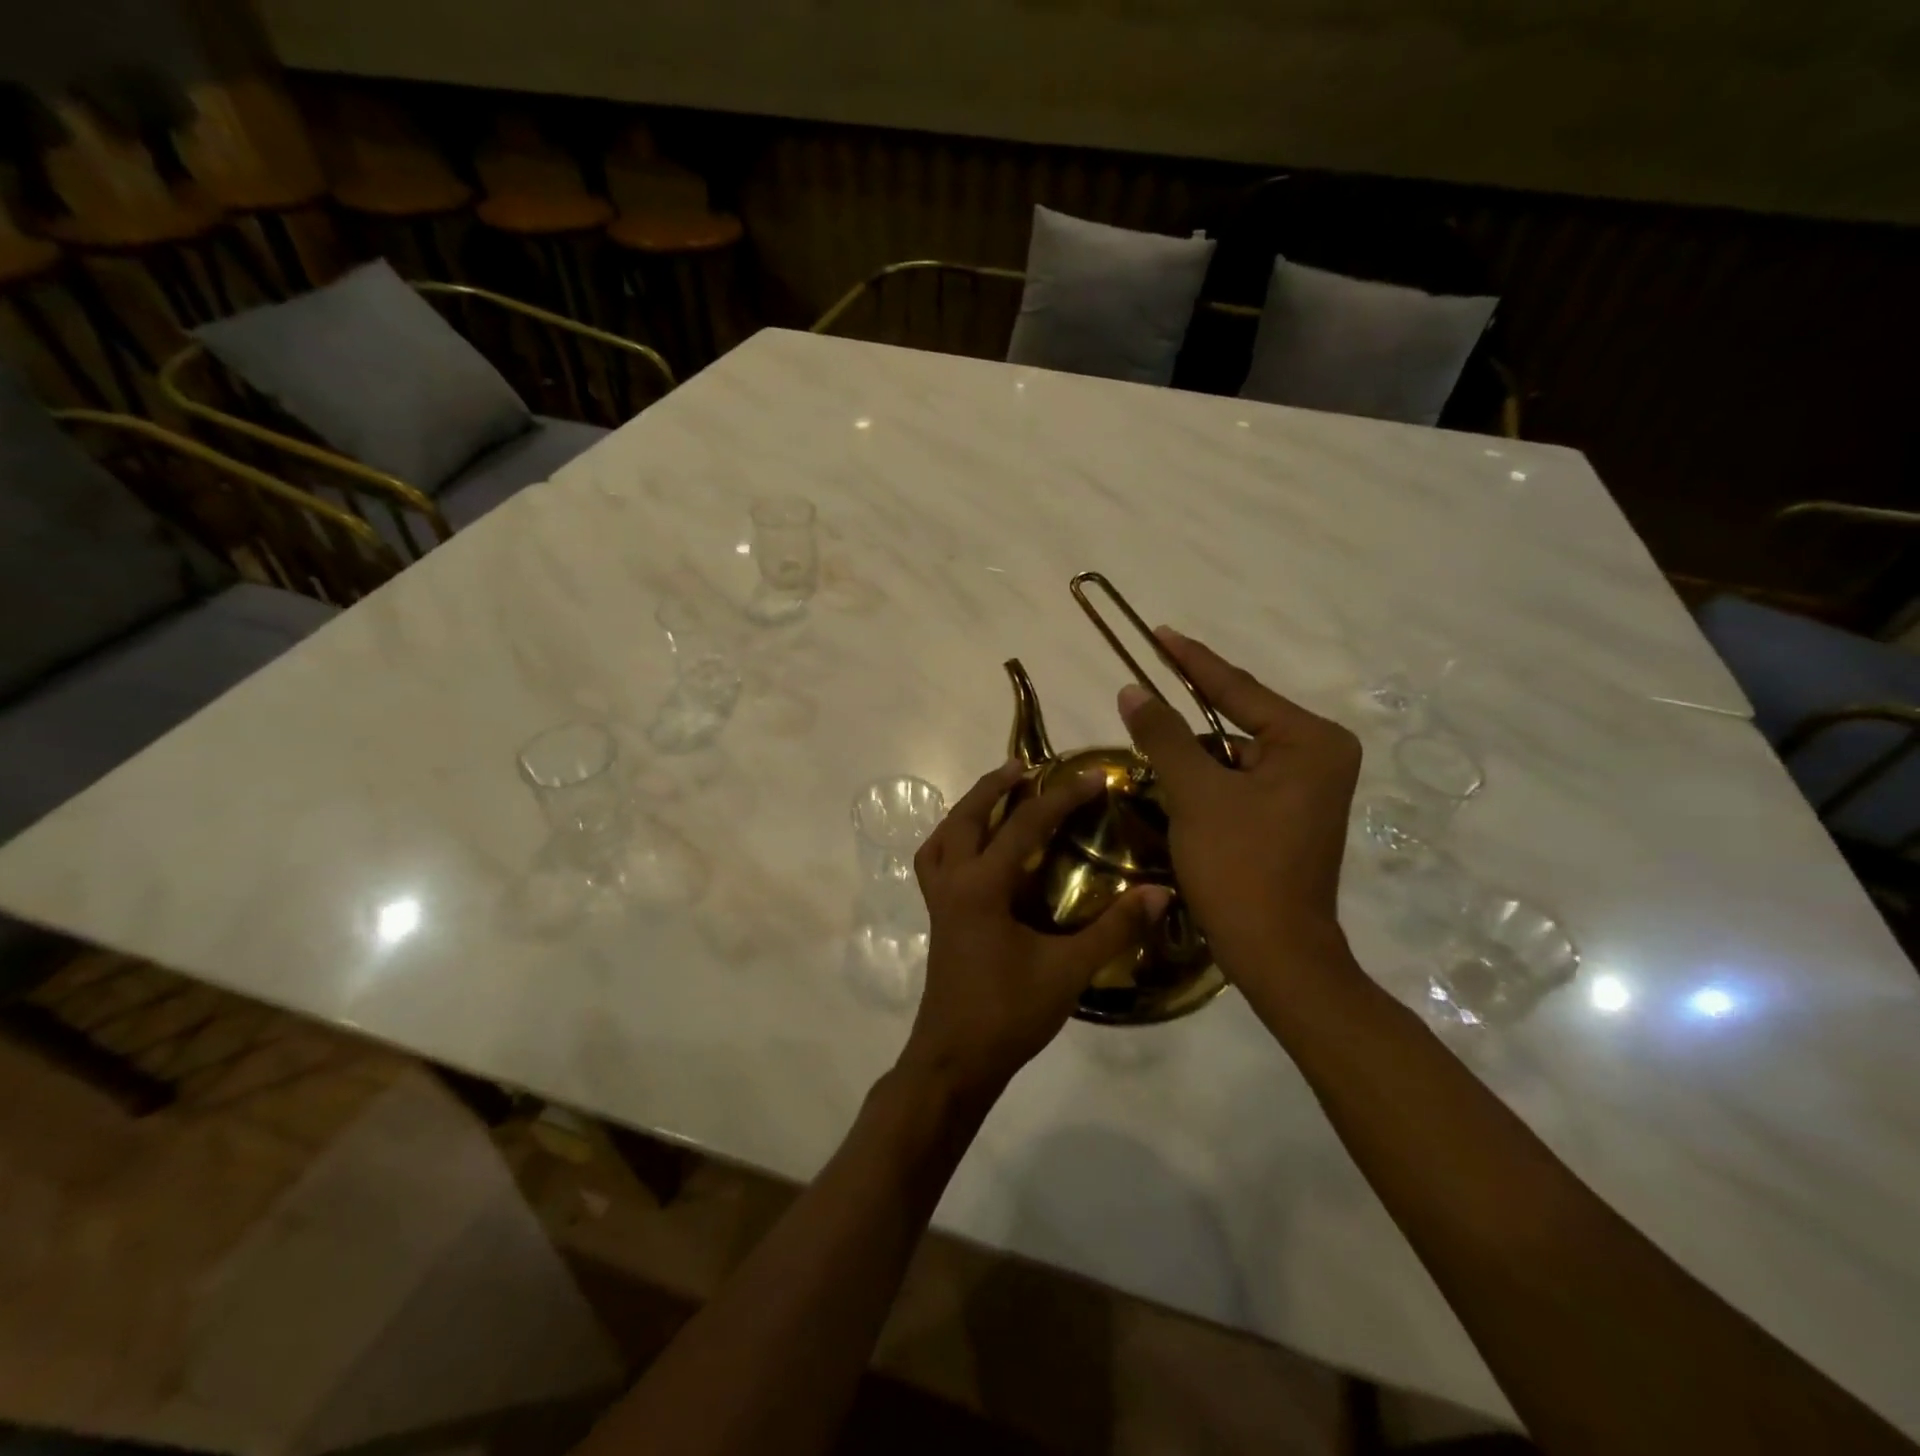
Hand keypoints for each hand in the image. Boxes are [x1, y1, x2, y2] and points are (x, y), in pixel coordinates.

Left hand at [900, 761, 1170, 1100]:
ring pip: (943, 836)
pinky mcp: (937, 917)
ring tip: (996, 795)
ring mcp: (939, 900)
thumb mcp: (1068, 971)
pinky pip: (935, 861)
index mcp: (982, 887)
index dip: (1061, 798)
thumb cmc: (1009, 1014)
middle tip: (1025, 766)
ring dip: (968, 808)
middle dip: (995, 786)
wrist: (955, 1061)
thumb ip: (1114, 929)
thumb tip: (1161, 892)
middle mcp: (953, 882)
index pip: (1025, 825)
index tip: (1094, 777)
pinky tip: (975, 849)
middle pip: (967, 817)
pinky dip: (951, 840)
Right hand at [1117, 629, 1362, 989]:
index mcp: (1311, 741)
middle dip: (1187, 713)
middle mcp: (1320, 755)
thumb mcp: (1196, 794)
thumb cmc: (1240, 867)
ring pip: (1234, 753)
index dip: (1191, 660)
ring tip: (1147, 738)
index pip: (1237, 688)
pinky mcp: (1291, 814)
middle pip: (1237, 720)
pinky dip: (1206, 779)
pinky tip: (1174, 780)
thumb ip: (1163, 735)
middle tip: (1142, 689)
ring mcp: (1309, 788)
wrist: (1277, 954)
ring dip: (1192, 752)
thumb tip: (1131, 690)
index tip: (1159, 632)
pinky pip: (1240, 779)